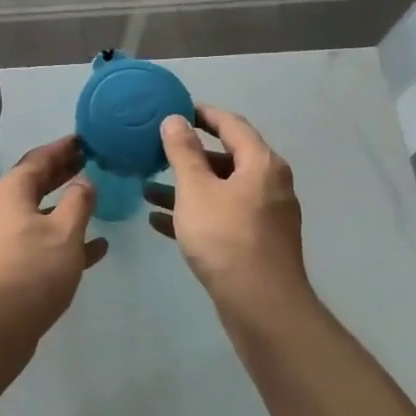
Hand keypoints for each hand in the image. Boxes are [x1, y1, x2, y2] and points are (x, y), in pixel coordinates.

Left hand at [0, 135, 107, 338]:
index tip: (87, 139)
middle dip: (65, 173)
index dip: (64, 148)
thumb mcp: (64, 231)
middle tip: (93, 162)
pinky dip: (65, 239)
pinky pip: (42, 242)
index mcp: (11, 190)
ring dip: (67, 206)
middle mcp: (2, 207)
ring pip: (41, 213)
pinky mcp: (9, 264)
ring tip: (98, 199)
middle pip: (37, 182)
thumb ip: (78, 201)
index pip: (40, 157)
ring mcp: (4, 237)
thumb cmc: (31, 269)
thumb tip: (84, 181)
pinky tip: (97, 247)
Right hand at [145, 105, 310, 322]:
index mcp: (261, 164)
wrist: (261, 306)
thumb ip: (183, 152)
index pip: (231, 124)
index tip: (174, 109)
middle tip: (155, 150)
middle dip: (188, 155)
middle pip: (226, 158)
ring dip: (185, 188)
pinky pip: (221, 217)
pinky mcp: (256, 243)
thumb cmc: (226, 237)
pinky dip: (194, 213)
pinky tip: (159, 221)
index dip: (202, 113)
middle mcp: (269, 184)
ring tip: (147, 189)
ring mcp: (265, 216)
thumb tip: (175, 120)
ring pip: (220, 191)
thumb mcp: (196, 189)